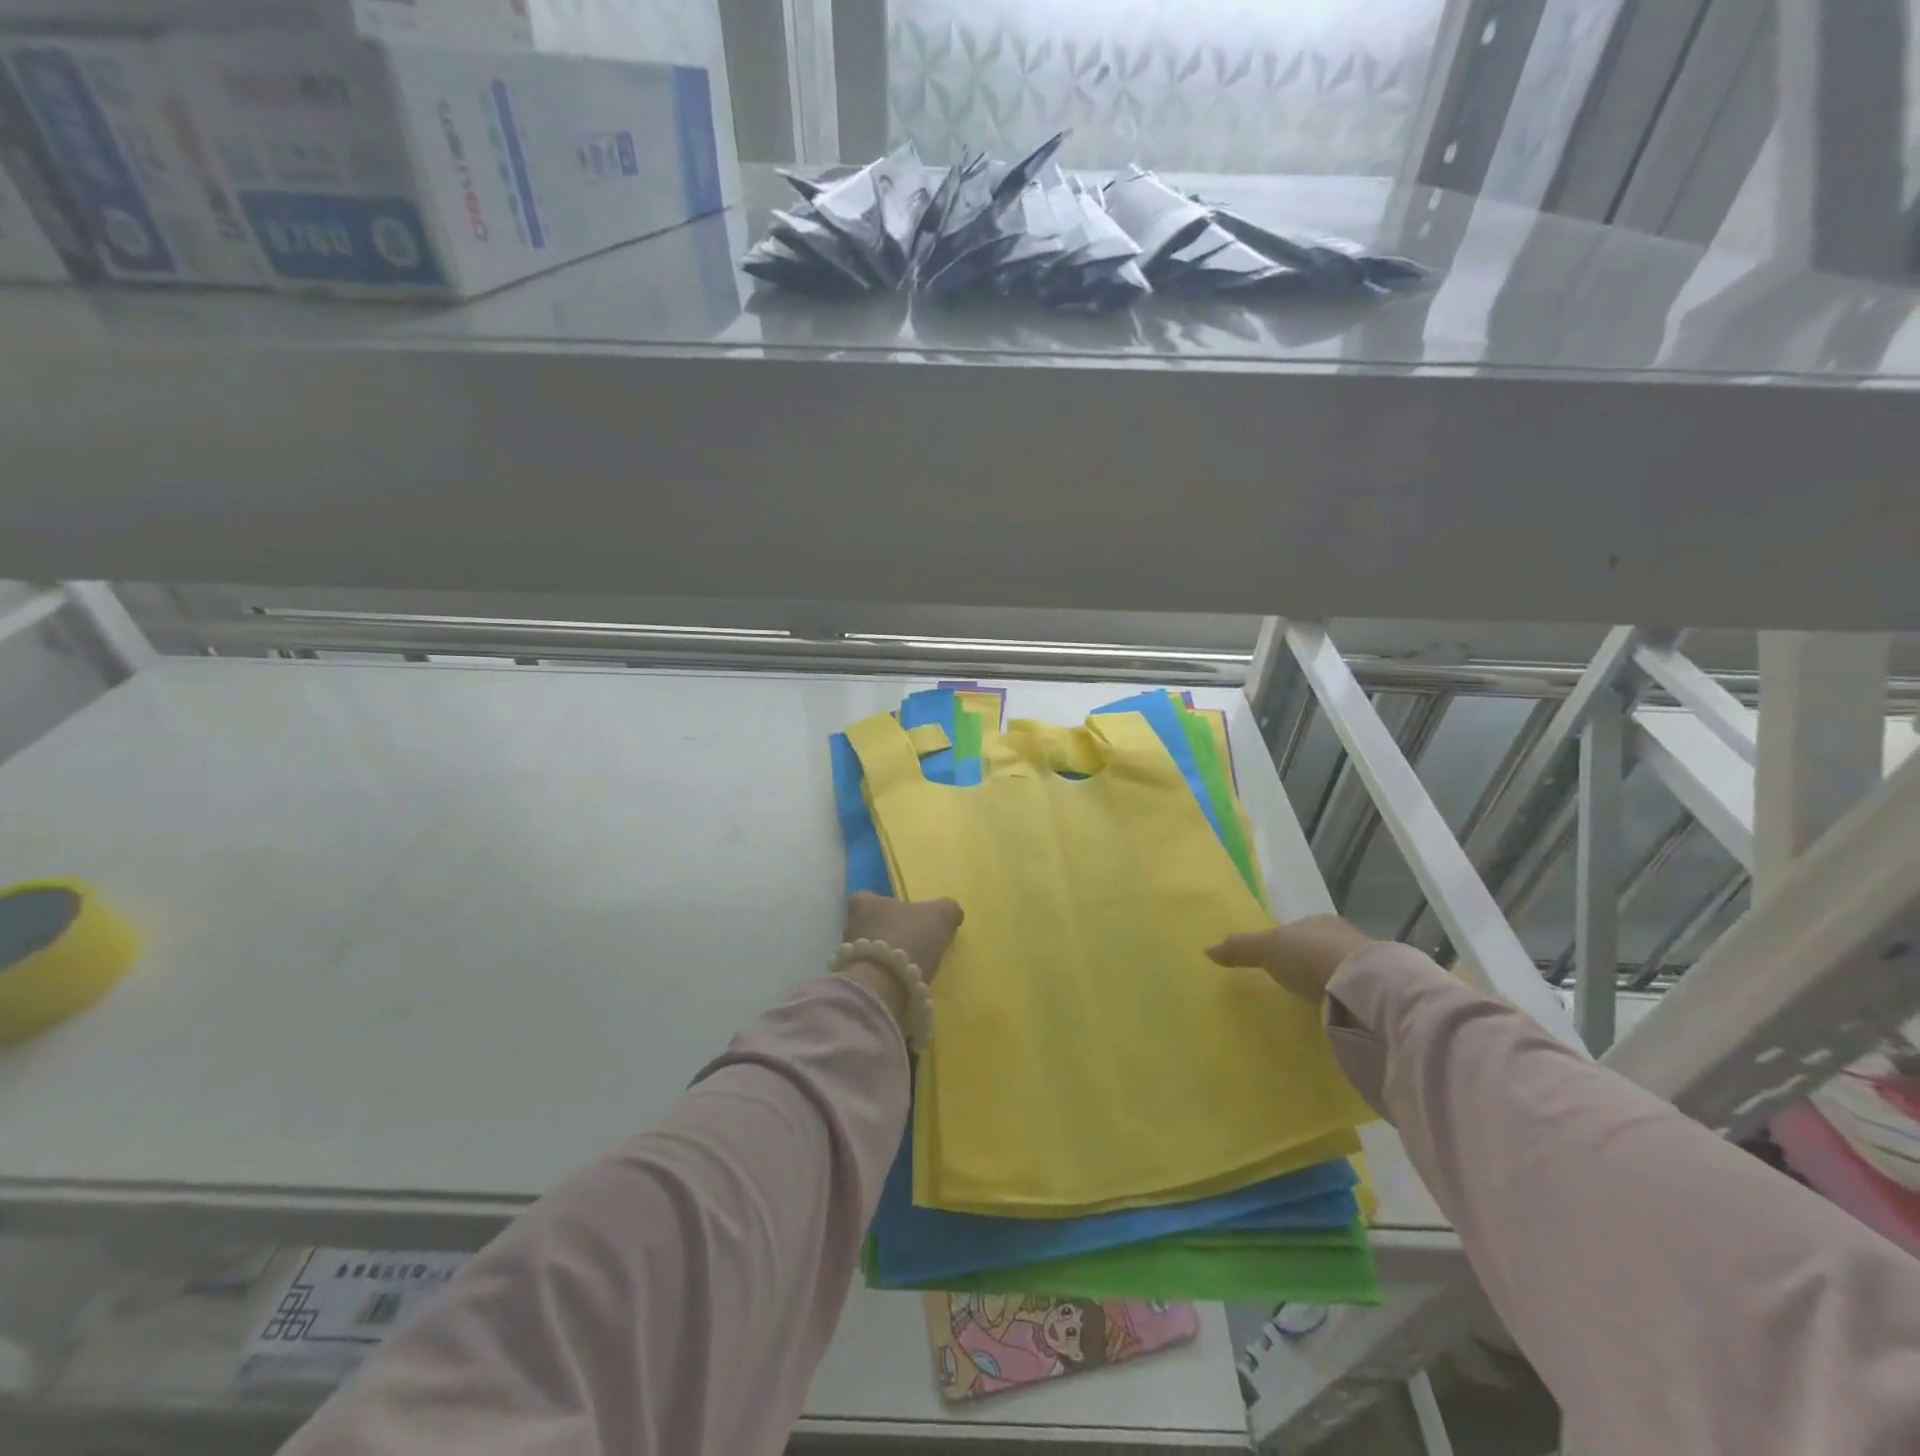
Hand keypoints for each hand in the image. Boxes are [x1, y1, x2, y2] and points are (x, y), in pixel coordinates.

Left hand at [844, 890, 963, 980]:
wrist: (884, 987)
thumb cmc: (909, 939)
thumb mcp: (940, 916)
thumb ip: (947, 909)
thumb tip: (950, 911)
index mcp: (865, 903)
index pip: (869, 897)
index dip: (886, 905)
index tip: (904, 915)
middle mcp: (850, 926)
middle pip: (868, 924)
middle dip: (886, 932)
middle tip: (910, 942)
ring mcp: (847, 956)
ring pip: (868, 951)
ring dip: (884, 957)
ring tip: (908, 966)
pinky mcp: (852, 983)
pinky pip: (869, 975)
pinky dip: (883, 978)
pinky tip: (901, 984)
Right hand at [1206, 914, 1375, 1003]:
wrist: (1364, 986)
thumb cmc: (1310, 955)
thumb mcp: (1267, 948)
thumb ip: (1239, 948)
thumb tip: (1206, 949)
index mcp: (1319, 921)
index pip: (1298, 930)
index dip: (1286, 943)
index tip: (1276, 961)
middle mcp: (1345, 937)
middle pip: (1319, 948)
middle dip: (1308, 963)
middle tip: (1291, 984)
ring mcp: (1366, 966)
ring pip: (1339, 971)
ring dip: (1328, 985)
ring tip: (1311, 1004)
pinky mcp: (1379, 993)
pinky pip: (1354, 995)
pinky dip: (1343, 1003)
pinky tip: (1334, 1015)